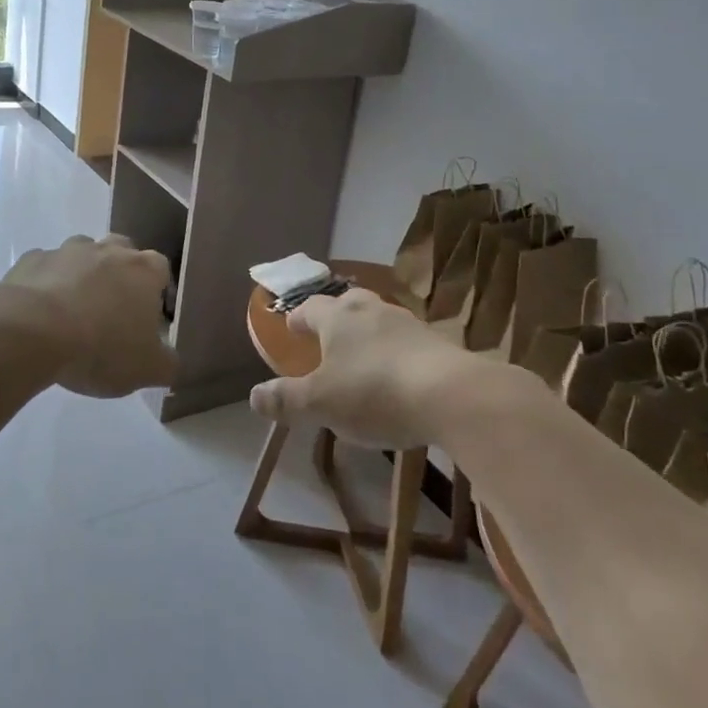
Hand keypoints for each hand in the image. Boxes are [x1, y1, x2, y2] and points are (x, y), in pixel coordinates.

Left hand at [0, 234, 176, 397]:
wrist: (32, 332)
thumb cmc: (101, 347)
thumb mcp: (147, 370)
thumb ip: (167, 363)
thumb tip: (170, 361)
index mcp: (144, 270)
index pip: (161, 270)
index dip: (157, 292)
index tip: (149, 318)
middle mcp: (108, 250)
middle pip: (122, 252)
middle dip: (120, 274)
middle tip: (112, 310)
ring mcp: (67, 250)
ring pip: (82, 255)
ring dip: (82, 275)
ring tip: (74, 311)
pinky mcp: (32, 260)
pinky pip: (45, 269)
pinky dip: (46, 283)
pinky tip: (40, 312)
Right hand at [249, 287, 474, 447]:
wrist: (453, 396)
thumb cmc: (374, 392)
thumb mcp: (321, 403)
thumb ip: (287, 399)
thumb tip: (253, 396)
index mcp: (338, 317)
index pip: (310, 308)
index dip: (299, 319)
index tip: (293, 327)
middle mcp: (371, 310)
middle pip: (347, 303)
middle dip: (335, 318)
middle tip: (328, 337)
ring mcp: (407, 323)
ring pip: (379, 320)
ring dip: (368, 334)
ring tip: (362, 359)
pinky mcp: (437, 343)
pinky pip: (407, 342)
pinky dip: (396, 353)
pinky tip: (398, 378)